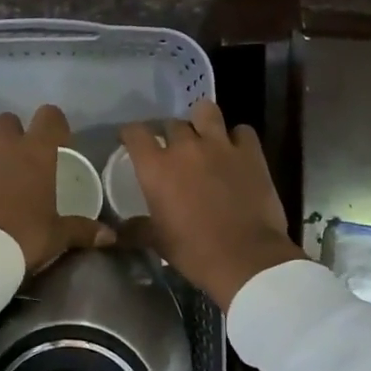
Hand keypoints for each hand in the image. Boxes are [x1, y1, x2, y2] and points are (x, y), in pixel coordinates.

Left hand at [0, 104, 114, 276]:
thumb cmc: (22, 237)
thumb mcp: (57, 236)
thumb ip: (82, 230)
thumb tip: (110, 236)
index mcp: (35, 153)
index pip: (49, 116)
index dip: (55, 125)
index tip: (59, 143)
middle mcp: (2, 147)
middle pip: (8, 120)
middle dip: (15, 134)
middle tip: (23, 162)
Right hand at [120, 100, 302, 310]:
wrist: (246, 258)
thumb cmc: (195, 252)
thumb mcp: (158, 241)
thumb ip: (136, 229)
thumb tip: (118, 231)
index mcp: (157, 168)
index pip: (135, 133)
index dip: (131, 134)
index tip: (131, 141)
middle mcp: (186, 147)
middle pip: (172, 123)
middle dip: (169, 134)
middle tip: (173, 150)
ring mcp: (220, 145)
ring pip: (206, 111)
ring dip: (202, 122)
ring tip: (205, 137)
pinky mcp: (251, 152)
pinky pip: (242, 131)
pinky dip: (238, 139)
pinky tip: (237, 152)